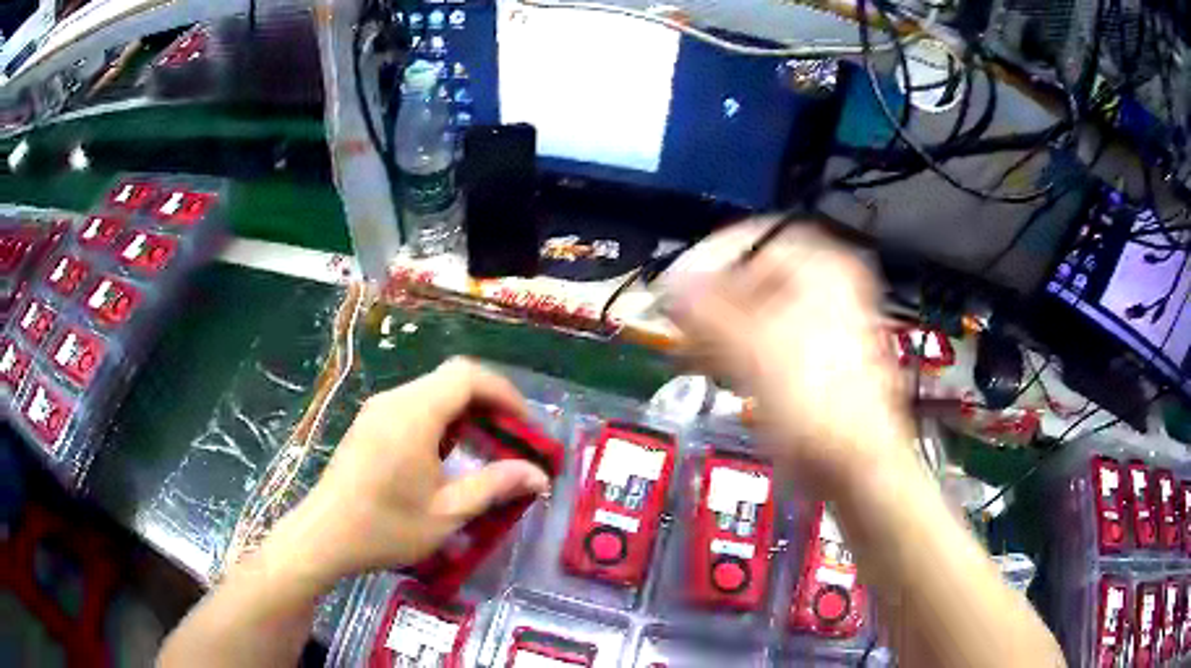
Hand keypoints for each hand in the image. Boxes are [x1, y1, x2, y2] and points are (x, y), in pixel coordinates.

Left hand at [265, 358, 550, 591]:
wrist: (324, 536)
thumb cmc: (386, 527)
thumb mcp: (447, 513)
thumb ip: (495, 487)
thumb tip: (539, 476)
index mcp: (415, 414)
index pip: (468, 376)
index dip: (504, 392)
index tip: (525, 425)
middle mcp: (395, 400)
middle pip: (451, 379)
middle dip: (488, 402)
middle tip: (511, 438)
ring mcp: (377, 410)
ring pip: (432, 391)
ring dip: (464, 411)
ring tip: (484, 447)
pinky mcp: (368, 423)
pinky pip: (413, 405)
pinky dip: (441, 419)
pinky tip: (445, 455)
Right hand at [661, 220, 915, 494]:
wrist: (856, 464)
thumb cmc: (811, 399)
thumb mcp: (751, 346)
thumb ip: (705, 308)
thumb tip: (670, 283)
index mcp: (822, 269)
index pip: (755, 240)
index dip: (710, 259)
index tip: (676, 286)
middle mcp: (828, 289)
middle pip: (756, 278)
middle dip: (713, 300)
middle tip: (679, 322)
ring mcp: (825, 327)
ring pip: (760, 312)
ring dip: (721, 327)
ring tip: (689, 350)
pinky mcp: (818, 362)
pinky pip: (770, 341)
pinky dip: (740, 350)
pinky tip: (715, 369)